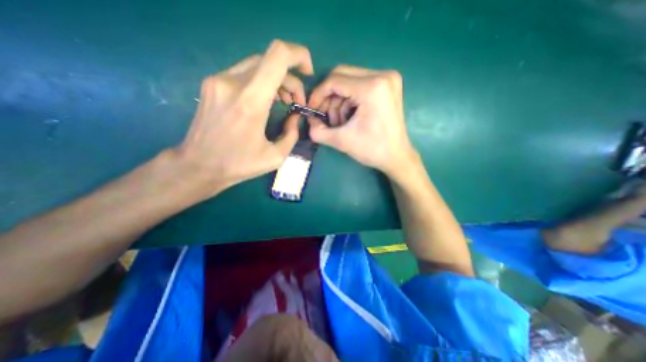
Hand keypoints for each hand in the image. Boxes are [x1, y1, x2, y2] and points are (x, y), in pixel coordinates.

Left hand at [172, 39, 313, 197]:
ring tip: (284, 101)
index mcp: (251, 100)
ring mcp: (218, 80)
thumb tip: (295, 117)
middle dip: (291, 79)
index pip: (278, 56)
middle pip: (271, 60)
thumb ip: (292, 134)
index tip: (308, 72)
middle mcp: (232, 82)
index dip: (299, 55)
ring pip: (258, 65)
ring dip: (277, 80)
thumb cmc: (239, 165)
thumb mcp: (275, 157)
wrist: (198, 166)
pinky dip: (262, 82)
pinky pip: (244, 73)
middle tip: (295, 102)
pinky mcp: (212, 84)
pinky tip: (266, 100)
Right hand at [307, 65, 415, 177]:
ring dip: (339, 101)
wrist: (396, 156)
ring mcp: (388, 78)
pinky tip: (350, 116)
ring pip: (349, 80)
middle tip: (326, 117)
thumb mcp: (342, 141)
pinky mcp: (388, 85)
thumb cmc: (372, 150)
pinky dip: (349, 100)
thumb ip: (318, 131)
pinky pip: (359, 85)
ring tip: (340, 122)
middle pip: (342, 75)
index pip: (335, 80)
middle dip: (329, 97)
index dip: (318, 94)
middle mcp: (382, 75)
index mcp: (372, 87)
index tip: (312, 110)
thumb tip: (308, 120)